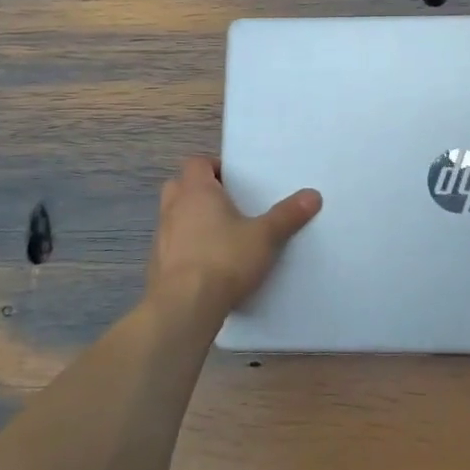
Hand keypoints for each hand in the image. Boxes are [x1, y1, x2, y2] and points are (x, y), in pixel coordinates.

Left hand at [144, 156, 320, 323]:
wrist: (185, 306)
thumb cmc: (225, 259)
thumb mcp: (265, 236)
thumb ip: (287, 215)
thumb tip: (313, 195)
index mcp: (196, 191)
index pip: (196, 163)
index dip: (214, 167)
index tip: (234, 180)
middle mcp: (173, 208)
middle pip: (180, 186)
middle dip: (200, 191)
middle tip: (227, 204)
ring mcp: (160, 237)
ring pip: (173, 217)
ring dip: (190, 220)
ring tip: (219, 236)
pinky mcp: (157, 265)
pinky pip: (171, 246)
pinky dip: (185, 249)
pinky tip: (207, 266)